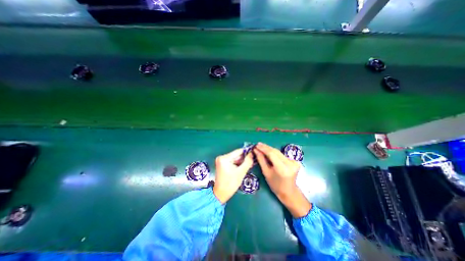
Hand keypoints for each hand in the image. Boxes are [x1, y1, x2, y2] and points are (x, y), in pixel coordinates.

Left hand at [212, 149, 252, 202]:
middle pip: (236, 155)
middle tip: (253, 160)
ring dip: (242, 161)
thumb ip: (247, 162)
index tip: (254, 153)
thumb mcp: (241, 172)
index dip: (247, 152)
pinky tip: (243, 166)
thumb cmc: (231, 183)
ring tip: (250, 164)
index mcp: (224, 158)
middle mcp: (221, 157)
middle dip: (244, 158)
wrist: (221, 194)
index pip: (238, 151)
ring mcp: (221, 161)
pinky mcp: (222, 164)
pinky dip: (237, 164)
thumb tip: (252, 154)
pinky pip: (232, 162)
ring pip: (235, 158)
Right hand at [253, 143, 309, 218]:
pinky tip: (268, 151)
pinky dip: (274, 153)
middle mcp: (290, 163)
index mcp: (282, 168)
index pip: (272, 154)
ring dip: (270, 149)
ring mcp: (294, 162)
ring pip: (279, 152)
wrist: (289, 191)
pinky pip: (281, 154)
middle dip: (266, 147)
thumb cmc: (275, 185)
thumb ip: (261, 160)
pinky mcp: (295, 161)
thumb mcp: (266, 172)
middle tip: (258, 145)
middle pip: (276, 151)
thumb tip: (256, 150)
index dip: (264, 148)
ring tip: (261, 147)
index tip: (256, 145)